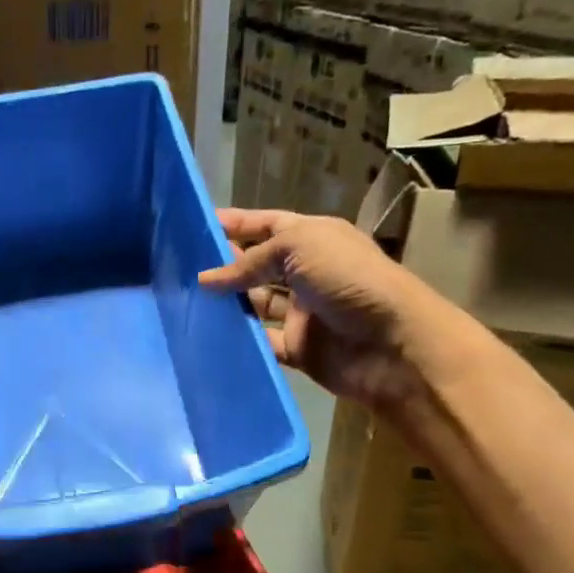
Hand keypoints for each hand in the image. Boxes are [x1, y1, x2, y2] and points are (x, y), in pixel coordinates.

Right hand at [197, 208, 421, 409]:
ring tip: (186, 302)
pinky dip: (239, 339)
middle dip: (225, 266)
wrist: (392, 343)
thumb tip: (206, 280)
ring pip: (255, 305)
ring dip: (227, 303)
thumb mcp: (298, 248)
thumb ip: (249, 262)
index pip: (269, 225)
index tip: (198, 225)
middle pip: (258, 266)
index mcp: (313, 239)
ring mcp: (301, 313)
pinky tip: (208, 335)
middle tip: (181, 269)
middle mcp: (307, 273)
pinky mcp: (297, 349)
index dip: (237, 223)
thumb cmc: (348, 280)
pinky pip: (261, 342)